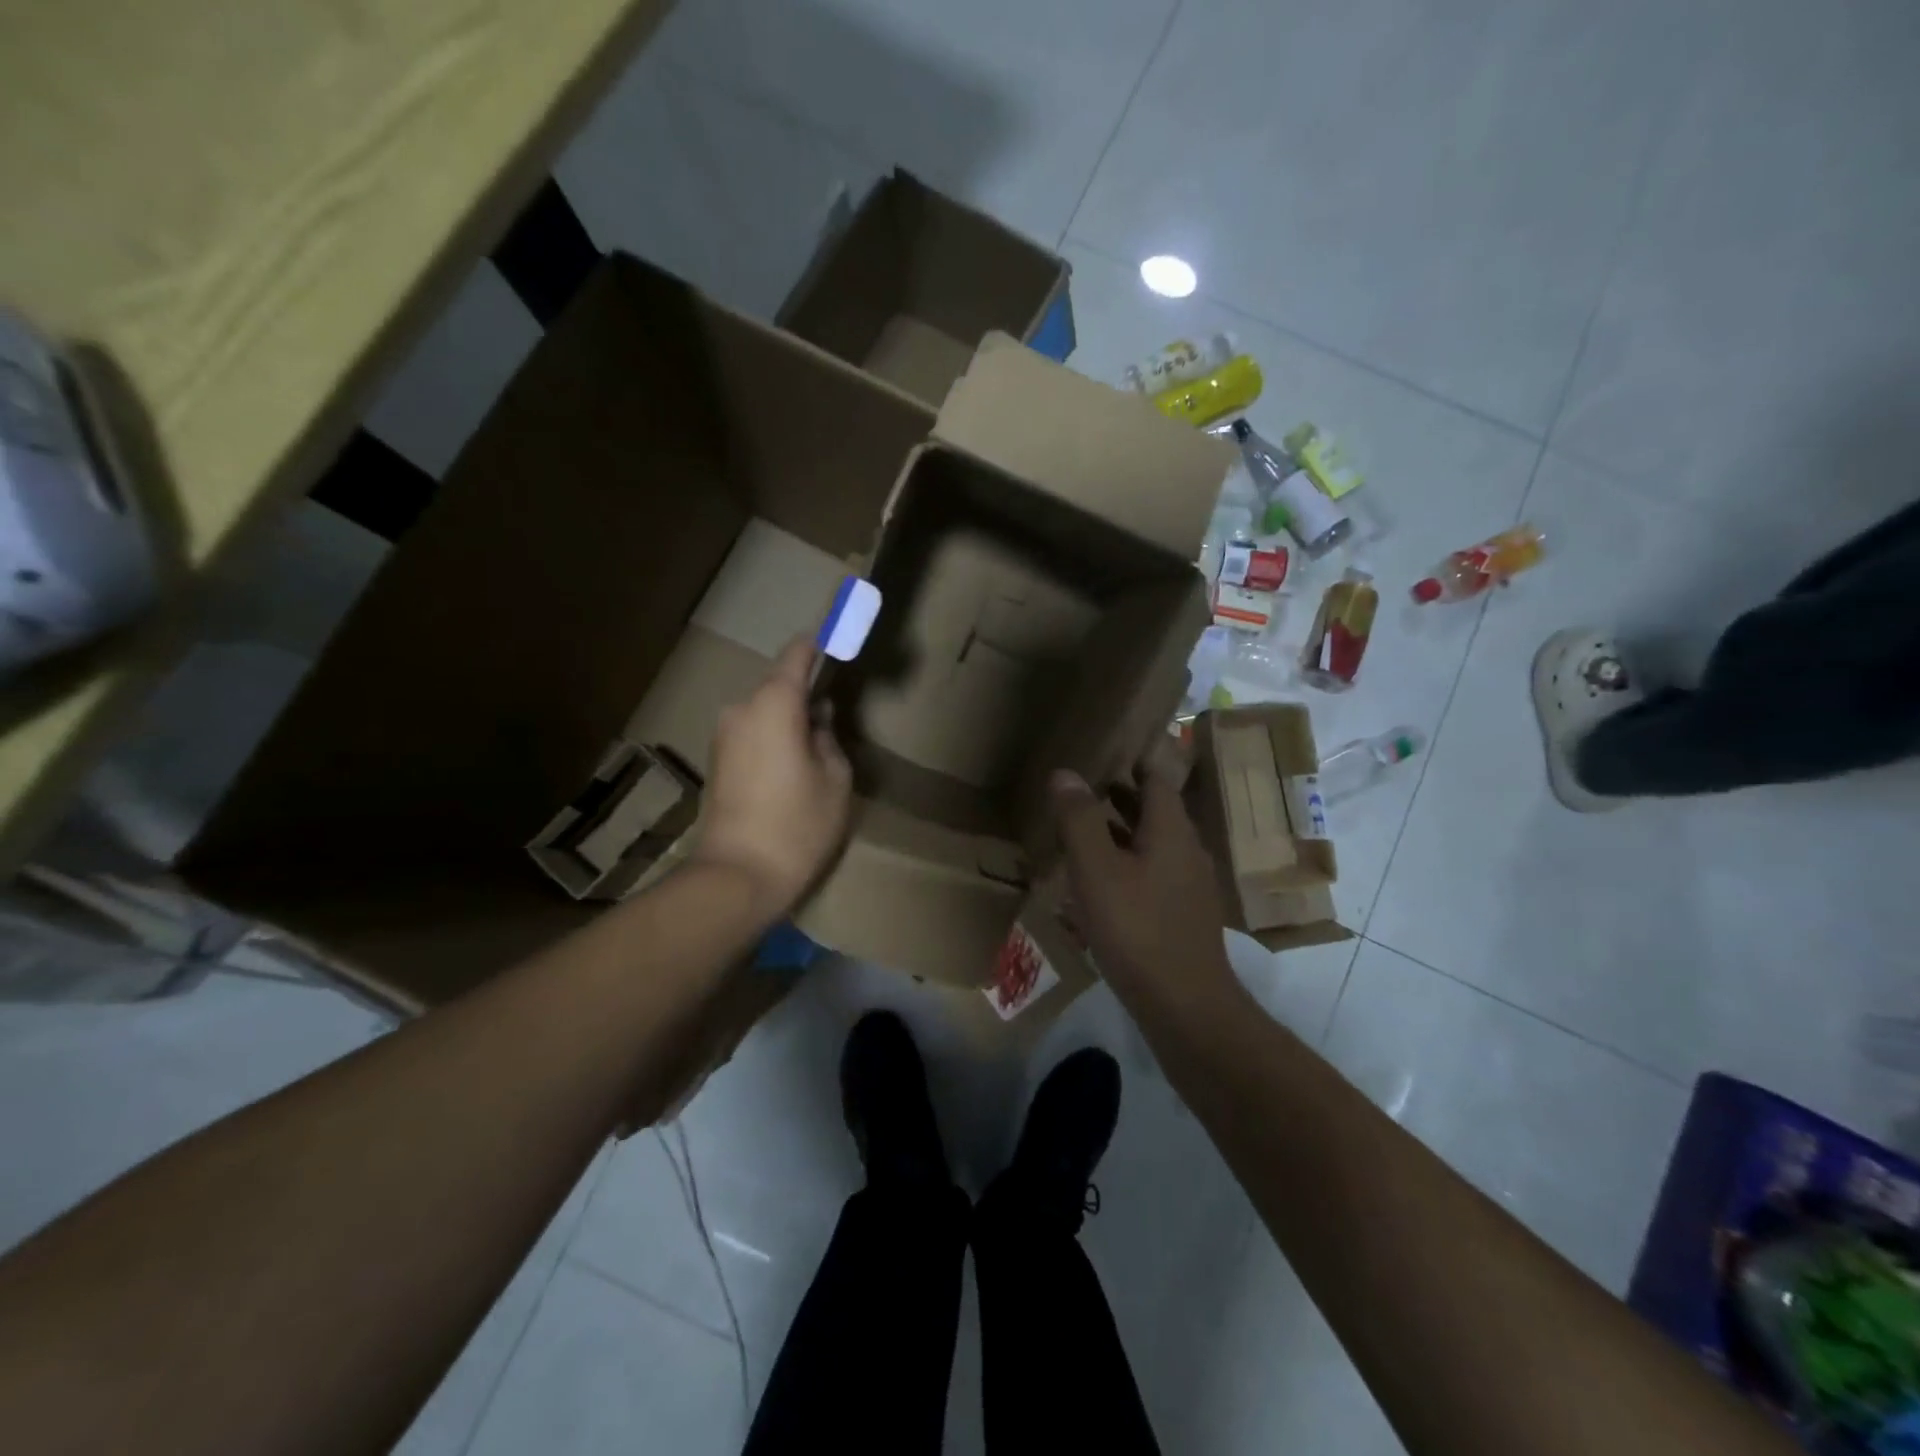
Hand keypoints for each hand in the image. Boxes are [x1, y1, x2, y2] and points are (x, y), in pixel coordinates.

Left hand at [691, 638, 852, 920]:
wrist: (736, 876)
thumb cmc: (797, 825)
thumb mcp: (835, 779)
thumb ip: (829, 738)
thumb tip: (816, 721)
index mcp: (774, 703)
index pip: (797, 654)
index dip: (821, 644)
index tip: (842, 640)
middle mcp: (741, 709)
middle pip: (779, 684)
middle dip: (806, 692)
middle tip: (836, 714)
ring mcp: (724, 735)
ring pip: (765, 710)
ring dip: (789, 718)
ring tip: (817, 748)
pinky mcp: (717, 760)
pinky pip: (752, 732)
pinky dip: (773, 737)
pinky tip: (792, 767)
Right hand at [1050, 754, 1237, 1008]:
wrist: (1184, 1005)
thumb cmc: (1136, 928)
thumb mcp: (1096, 870)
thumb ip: (1080, 819)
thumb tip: (1065, 772)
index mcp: (1171, 830)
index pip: (1155, 778)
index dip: (1129, 763)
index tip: (1099, 755)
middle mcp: (1187, 850)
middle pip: (1154, 811)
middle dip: (1119, 797)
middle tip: (1079, 790)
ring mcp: (1189, 885)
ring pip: (1152, 845)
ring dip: (1121, 834)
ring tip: (1081, 833)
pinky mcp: (1183, 915)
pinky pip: (1153, 875)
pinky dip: (1127, 866)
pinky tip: (1099, 885)